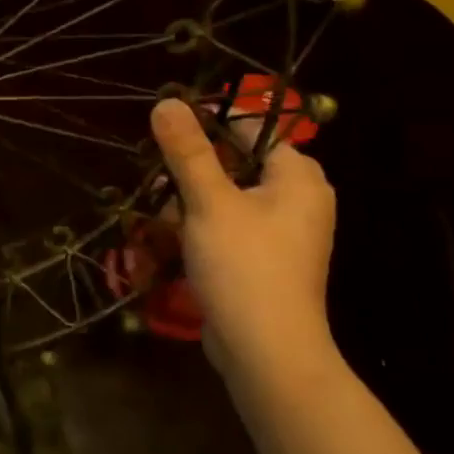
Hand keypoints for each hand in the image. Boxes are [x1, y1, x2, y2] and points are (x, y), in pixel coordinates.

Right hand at [148, 98, 337, 380]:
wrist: (266, 351)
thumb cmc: (244, 265)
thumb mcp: (209, 201)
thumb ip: (187, 150)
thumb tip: (167, 101)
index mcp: (297, 178)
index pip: (253, 129)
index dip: (209, 122)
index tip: (165, 128)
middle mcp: (297, 200)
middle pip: (236, 163)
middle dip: (191, 170)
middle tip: (156, 176)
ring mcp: (282, 233)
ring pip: (227, 197)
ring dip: (188, 201)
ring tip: (156, 212)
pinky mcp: (264, 260)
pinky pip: (229, 227)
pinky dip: (200, 227)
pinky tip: (170, 238)